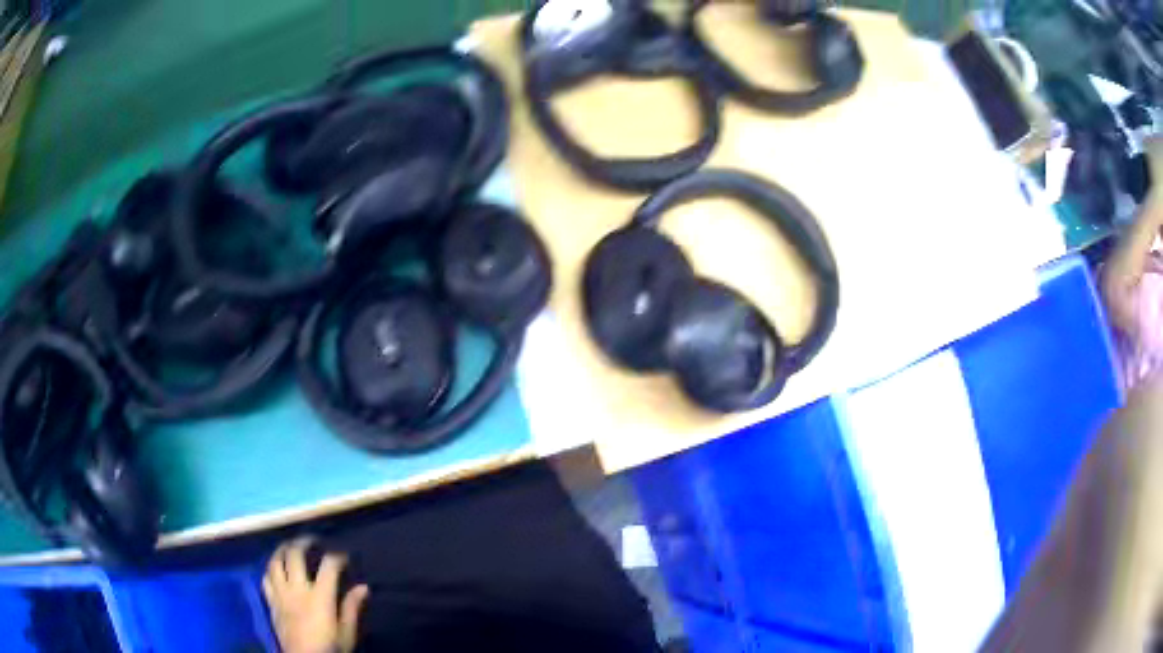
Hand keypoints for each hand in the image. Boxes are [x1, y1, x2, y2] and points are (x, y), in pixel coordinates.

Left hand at [263, 537, 369, 652]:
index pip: (328, 566)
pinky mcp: (271, 603)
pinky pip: (265, 579)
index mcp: (319, 597)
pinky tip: (276, 569)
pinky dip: (271, 570)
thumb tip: (363, 587)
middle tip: (312, 540)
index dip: (337, 556)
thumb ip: (352, 608)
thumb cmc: (330, 648)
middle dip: (304, 542)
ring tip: (289, 546)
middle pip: (295, 555)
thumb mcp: (347, 633)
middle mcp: (297, 590)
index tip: (344, 556)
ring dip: (282, 550)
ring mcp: (281, 595)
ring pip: (275, 562)